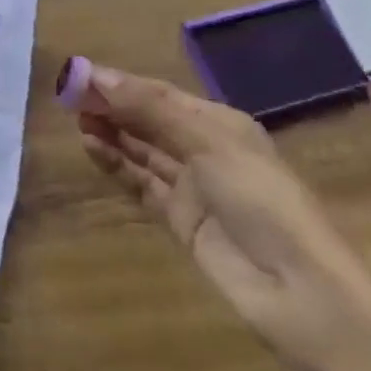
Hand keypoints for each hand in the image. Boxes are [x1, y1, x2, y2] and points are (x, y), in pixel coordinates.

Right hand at [76, 65, 370, 370]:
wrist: (303, 294)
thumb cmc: (262, 201)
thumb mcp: (208, 143)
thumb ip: (149, 109)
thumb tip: (94, 75)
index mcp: (220, 123)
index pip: (159, 94)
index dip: (120, 84)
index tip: (79, 75)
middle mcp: (205, 149)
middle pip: (149, 120)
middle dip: (112, 106)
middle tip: (67, 95)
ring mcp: (193, 187)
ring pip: (142, 150)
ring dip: (111, 132)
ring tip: (75, 118)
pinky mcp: (181, 221)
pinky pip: (142, 184)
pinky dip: (117, 165)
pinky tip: (92, 148)